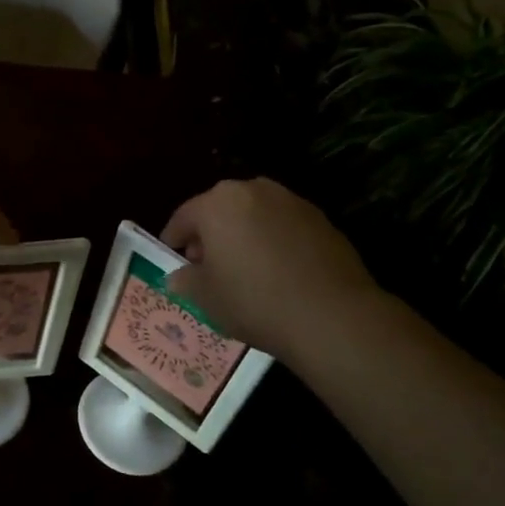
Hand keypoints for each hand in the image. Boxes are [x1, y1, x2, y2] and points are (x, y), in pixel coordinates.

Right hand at [161, 178, 380, 359]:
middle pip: (220, 210)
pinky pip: (283, 227)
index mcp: (217, 203)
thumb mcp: (206, 297)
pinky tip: (277, 273)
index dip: (174, 240)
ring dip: (243, 235)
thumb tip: (179, 276)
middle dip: (210, 235)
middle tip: (206, 267)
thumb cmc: (254, 300)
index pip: (183, 217)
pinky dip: (273, 242)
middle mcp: (253, 190)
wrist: (331, 315)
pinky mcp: (321, 219)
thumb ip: (185, 280)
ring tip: (244, 270)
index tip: (173, 260)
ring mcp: (291, 202)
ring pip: (254, 216)